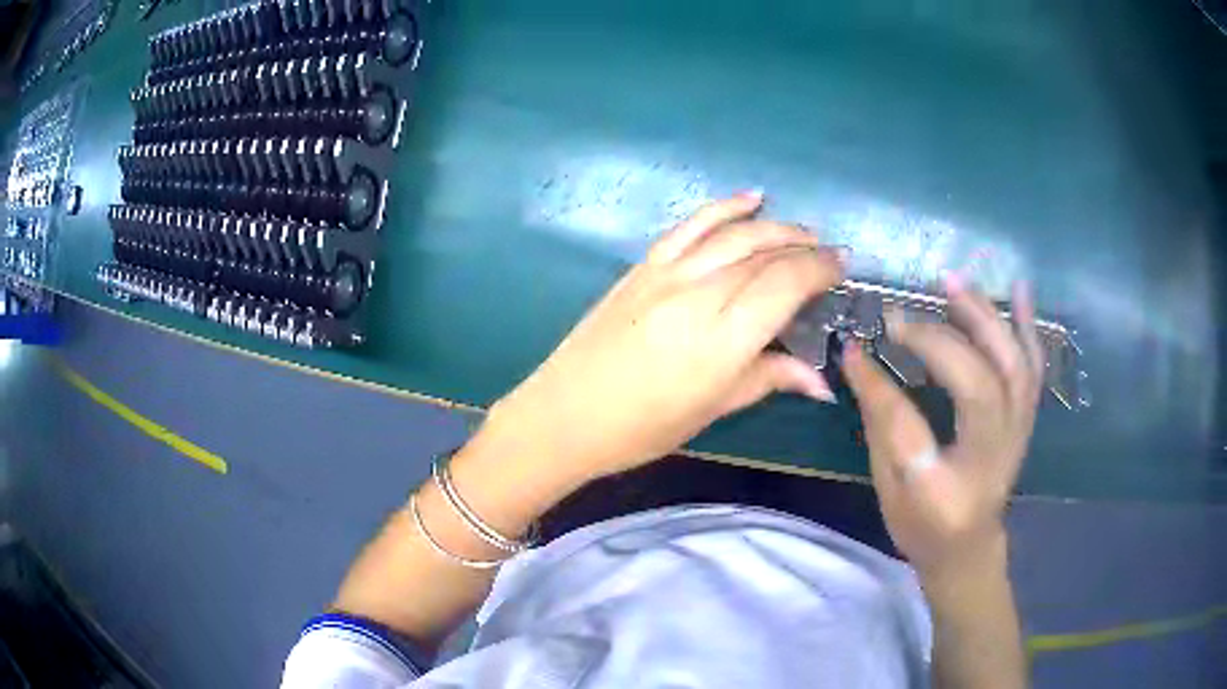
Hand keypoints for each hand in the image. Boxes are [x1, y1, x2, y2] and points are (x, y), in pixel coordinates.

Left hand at [481, 192, 844, 484]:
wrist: (565, 415)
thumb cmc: (642, 428)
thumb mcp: (712, 410)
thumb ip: (769, 379)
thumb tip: (822, 381)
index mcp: (723, 339)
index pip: (786, 284)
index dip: (820, 270)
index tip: (842, 269)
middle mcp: (699, 294)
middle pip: (765, 253)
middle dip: (805, 247)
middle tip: (829, 253)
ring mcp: (667, 273)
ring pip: (734, 232)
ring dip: (775, 226)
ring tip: (802, 230)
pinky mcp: (643, 266)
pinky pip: (691, 225)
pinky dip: (725, 207)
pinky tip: (751, 198)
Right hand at [840, 276, 1043, 575]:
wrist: (970, 548)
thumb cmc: (922, 526)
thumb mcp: (888, 490)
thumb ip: (879, 425)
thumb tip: (859, 359)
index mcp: (942, 491)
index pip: (908, 427)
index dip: (878, 384)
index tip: (853, 347)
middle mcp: (989, 460)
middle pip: (975, 387)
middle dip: (937, 342)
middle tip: (899, 316)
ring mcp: (1016, 437)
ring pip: (1011, 368)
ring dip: (984, 318)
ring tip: (952, 282)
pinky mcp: (1026, 420)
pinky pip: (1033, 368)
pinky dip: (1027, 325)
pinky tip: (1018, 288)